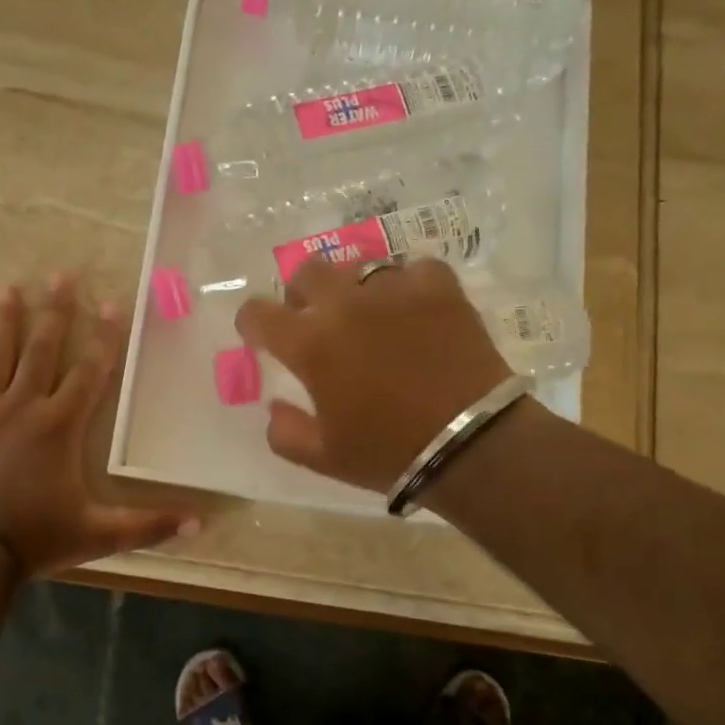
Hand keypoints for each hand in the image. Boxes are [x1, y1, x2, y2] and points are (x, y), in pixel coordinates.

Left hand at [0, 275, 195, 576]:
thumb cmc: (36, 538)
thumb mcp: (99, 533)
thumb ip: (148, 524)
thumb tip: (199, 521)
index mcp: (60, 426)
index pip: (90, 372)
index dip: (105, 337)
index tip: (112, 303)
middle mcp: (23, 407)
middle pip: (43, 351)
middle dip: (55, 312)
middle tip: (61, 275)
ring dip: (4, 322)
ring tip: (9, 289)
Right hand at [236, 258, 515, 491]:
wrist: (471, 444)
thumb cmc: (389, 453)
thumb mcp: (323, 458)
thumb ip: (285, 432)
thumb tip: (275, 407)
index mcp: (311, 344)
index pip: (258, 312)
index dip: (252, 322)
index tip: (261, 336)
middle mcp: (345, 305)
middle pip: (307, 272)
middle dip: (301, 293)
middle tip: (313, 318)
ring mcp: (395, 290)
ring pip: (360, 267)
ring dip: (354, 289)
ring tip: (368, 314)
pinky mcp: (439, 288)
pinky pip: (414, 270)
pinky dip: (408, 286)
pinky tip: (414, 307)